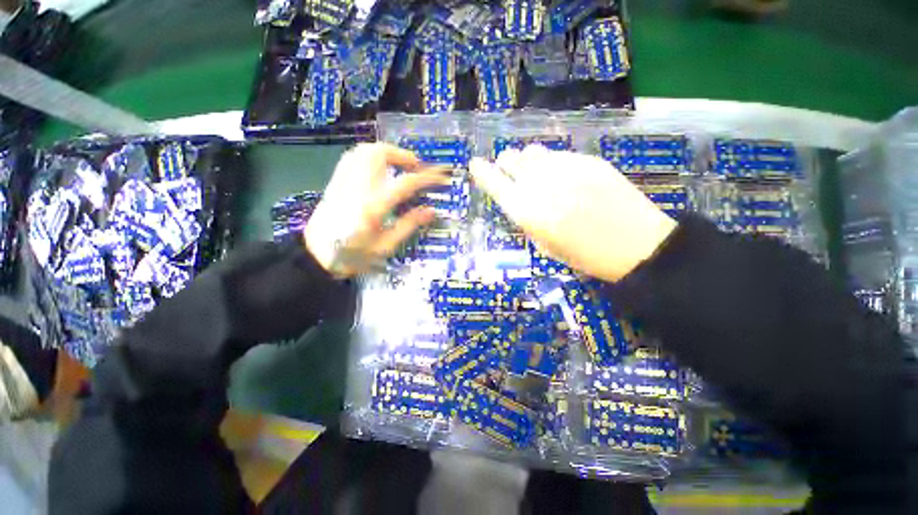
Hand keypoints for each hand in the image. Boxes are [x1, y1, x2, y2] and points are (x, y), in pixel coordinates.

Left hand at [305, 143, 449, 277]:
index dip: (427, 177)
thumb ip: (408, 225)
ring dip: (386, 152)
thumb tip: (431, 211)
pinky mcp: (336, 182)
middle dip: (402, 155)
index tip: (441, 175)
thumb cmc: (353, 256)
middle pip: (379, 154)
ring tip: (399, 165)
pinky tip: (378, 168)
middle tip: (416, 167)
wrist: (315, 256)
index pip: (405, 183)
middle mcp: (358, 188)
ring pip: (364, 151)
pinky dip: (370, 156)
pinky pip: (353, 158)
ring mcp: (344, 182)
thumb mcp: (385, 247)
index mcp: (373, 206)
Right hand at [469, 146, 676, 281]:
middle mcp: (541, 184)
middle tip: (510, 171)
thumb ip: (527, 217)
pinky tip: (565, 176)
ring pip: (533, 152)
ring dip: (528, 161)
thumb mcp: (545, 245)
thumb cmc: (585, 256)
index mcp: (528, 211)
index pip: (495, 184)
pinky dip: (553, 163)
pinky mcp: (589, 160)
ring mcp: (566, 168)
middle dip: (506, 164)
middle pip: (511, 159)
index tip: (475, 164)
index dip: (482, 172)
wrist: (636, 245)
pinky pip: (559, 155)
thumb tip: (518, 198)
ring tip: (538, 173)